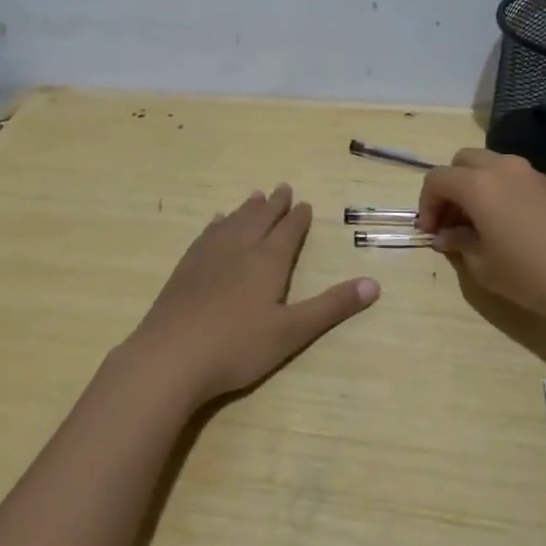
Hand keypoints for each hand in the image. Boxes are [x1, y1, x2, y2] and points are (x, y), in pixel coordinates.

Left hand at [115, 184, 378, 408]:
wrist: (170, 357)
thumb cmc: (237, 347)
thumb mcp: (292, 331)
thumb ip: (331, 307)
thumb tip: (374, 284)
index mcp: (267, 262)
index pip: (287, 232)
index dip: (298, 218)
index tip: (304, 204)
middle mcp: (238, 250)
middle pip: (259, 219)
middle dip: (274, 205)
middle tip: (282, 188)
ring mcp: (207, 257)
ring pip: (232, 223)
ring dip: (246, 209)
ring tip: (255, 197)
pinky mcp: (185, 269)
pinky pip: (207, 235)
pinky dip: (217, 224)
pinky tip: (216, 223)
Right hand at [417, 149, 545, 325]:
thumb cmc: (534, 274)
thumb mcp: (485, 267)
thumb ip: (459, 245)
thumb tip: (447, 236)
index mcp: (479, 184)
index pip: (437, 179)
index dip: (426, 205)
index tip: (430, 233)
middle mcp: (503, 168)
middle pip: (463, 163)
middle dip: (450, 189)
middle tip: (450, 223)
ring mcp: (532, 174)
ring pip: (491, 167)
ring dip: (476, 189)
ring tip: (478, 227)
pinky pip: (514, 179)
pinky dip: (500, 194)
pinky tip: (508, 228)